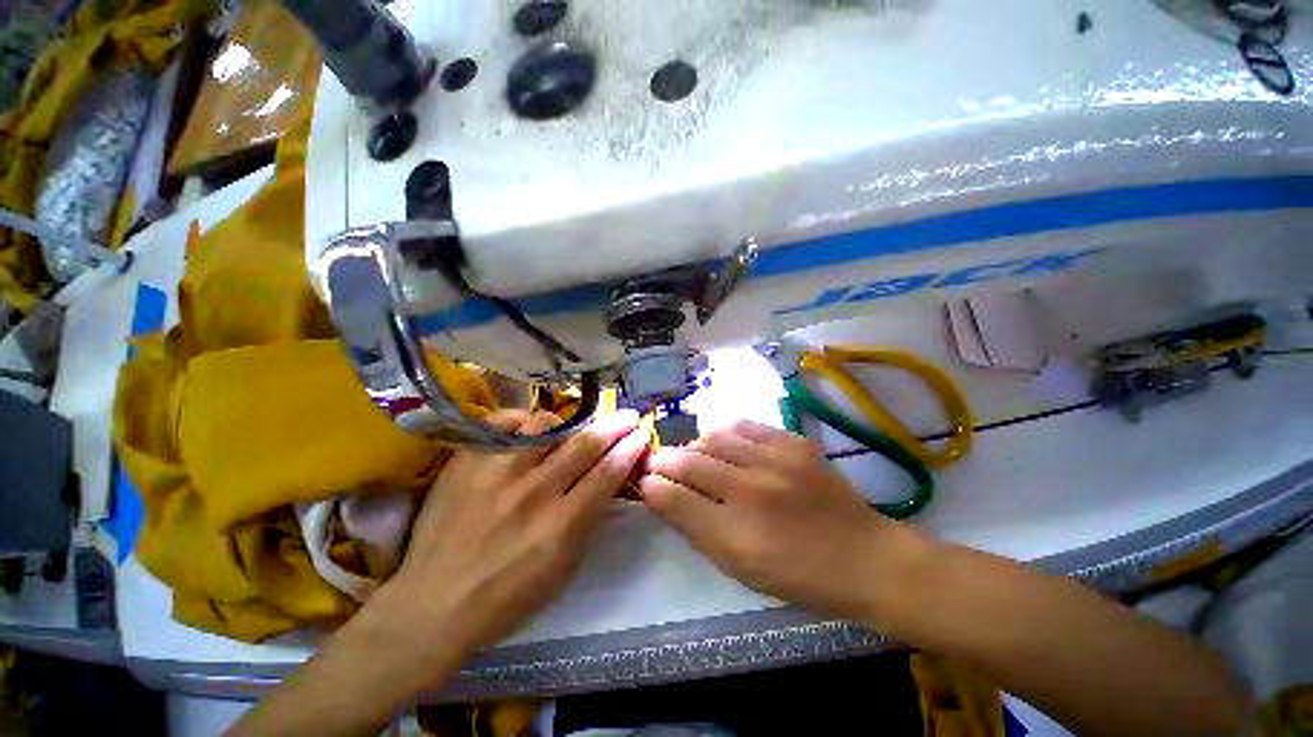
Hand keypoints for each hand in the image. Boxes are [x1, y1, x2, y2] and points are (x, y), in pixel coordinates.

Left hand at [365, 409, 647, 663]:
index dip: (630, 448)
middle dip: (614, 424)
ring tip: (570, 429)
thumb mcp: (564, 567)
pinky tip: (528, 428)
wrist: (433, 606)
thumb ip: (589, 518)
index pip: (608, 472)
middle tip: (626, 414)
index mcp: (561, 525)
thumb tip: (607, 479)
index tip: (641, 434)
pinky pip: (503, 423)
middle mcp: (533, 491)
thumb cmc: (508, 597)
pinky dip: (522, 421)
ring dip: (567, 423)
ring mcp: (497, 473)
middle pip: (585, 443)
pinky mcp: (467, 464)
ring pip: (546, 425)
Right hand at [640, 421, 923, 620]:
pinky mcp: (794, 443)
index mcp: (736, 533)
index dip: (653, 484)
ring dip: (696, 445)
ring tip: (694, 454)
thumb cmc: (797, 575)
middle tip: (660, 462)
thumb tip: (659, 494)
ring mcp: (775, 460)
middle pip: (690, 462)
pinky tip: (726, 443)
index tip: (645, 479)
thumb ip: (695, 528)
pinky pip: (746, 426)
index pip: (675, 497)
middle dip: (666, 460)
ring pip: (714, 438)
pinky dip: (727, 433)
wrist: (865, 557)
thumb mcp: (739, 566)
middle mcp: (751, 490)